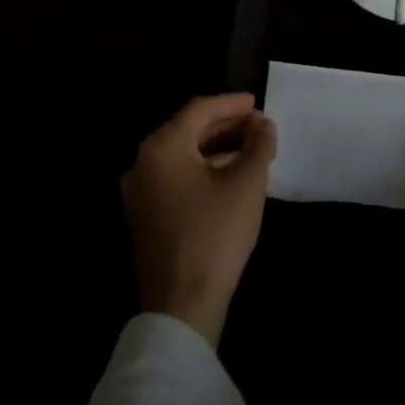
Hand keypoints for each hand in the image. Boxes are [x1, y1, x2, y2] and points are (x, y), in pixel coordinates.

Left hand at [121, 93, 277, 346]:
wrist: (182, 303)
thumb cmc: (215, 233)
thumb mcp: (246, 183)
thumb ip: (258, 145)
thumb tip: (263, 125)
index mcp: (162, 148)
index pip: (199, 110)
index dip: (231, 103)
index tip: (258, 101)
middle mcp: (143, 164)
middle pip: (187, 130)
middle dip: (225, 124)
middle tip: (258, 124)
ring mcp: (140, 193)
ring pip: (182, 155)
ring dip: (216, 147)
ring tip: (250, 148)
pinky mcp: (145, 217)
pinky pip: (176, 177)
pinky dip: (203, 168)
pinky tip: (229, 176)